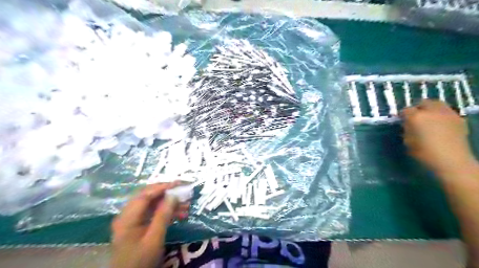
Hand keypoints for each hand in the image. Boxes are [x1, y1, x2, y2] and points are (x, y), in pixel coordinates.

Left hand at [109, 182, 189, 267]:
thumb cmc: (141, 261)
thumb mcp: (154, 239)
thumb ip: (163, 215)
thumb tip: (173, 195)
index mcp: (127, 217)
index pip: (145, 195)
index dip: (163, 187)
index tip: (179, 184)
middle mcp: (128, 215)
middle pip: (149, 196)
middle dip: (168, 193)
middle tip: (183, 191)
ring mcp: (133, 220)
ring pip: (153, 204)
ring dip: (169, 203)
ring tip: (187, 205)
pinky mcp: (138, 225)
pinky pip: (153, 213)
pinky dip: (166, 212)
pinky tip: (181, 214)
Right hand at [402, 100, 474, 175]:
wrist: (451, 160)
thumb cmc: (424, 153)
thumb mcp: (407, 141)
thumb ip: (406, 129)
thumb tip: (407, 124)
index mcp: (416, 117)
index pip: (405, 110)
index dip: (403, 115)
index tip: (401, 121)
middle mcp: (432, 111)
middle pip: (423, 102)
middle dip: (418, 108)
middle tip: (415, 117)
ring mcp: (447, 113)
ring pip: (437, 104)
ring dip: (430, 109)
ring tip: (429, 119)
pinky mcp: (459, 118)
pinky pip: (447, 111)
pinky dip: (441, 115)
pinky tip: (440, 124)